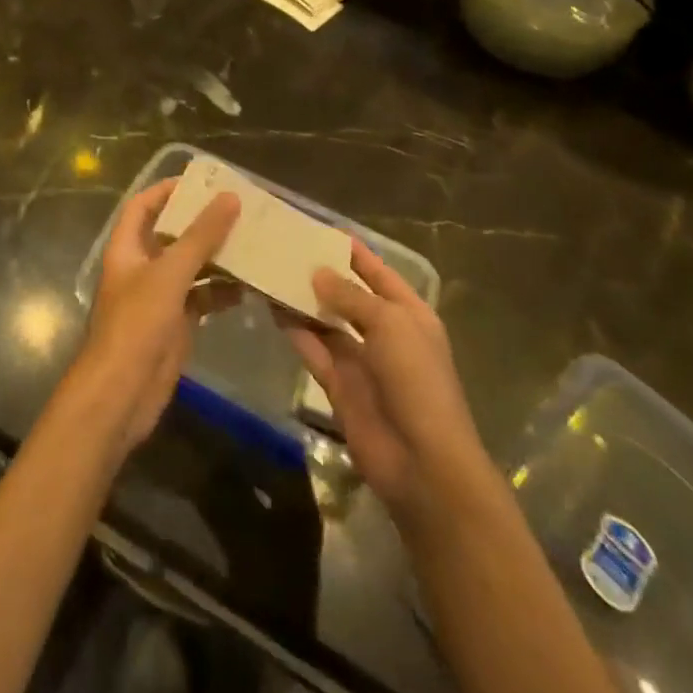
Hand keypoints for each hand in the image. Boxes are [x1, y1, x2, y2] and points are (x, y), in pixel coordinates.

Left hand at [74, 178, 240, 458]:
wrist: (121, 396)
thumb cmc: (136, 325)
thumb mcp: (169, 274)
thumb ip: (200, 236)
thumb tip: (230, 197)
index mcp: (127, 248)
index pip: (143, 206)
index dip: (167, 190)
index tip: (202, 181)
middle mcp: (141, 267)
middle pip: (172, 234)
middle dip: (201, 222)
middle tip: (240, 209)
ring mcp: (158, 297)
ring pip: (190, 266)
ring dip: (217, 256)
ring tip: (252, 242)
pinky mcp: (175, 324)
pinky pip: (201, 297)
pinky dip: (221, 291)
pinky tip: (248, 287)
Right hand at [281, 240, 487, 527]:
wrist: (422, 462)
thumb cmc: (416, 380)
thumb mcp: (389, 324)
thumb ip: (350, 296)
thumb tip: (317, 273)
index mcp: (409, 313)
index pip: (378, 272)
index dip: (353, 251)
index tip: (319, 229)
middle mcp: (384, 333)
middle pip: (348, 295)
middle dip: (322, 274)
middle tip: (284, 249)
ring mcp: (360, 360)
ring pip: (326, 322)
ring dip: (303, 301)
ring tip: (271, 272)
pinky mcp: (338, 385)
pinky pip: (314, 350)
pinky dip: (296, 331)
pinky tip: (272, 308)